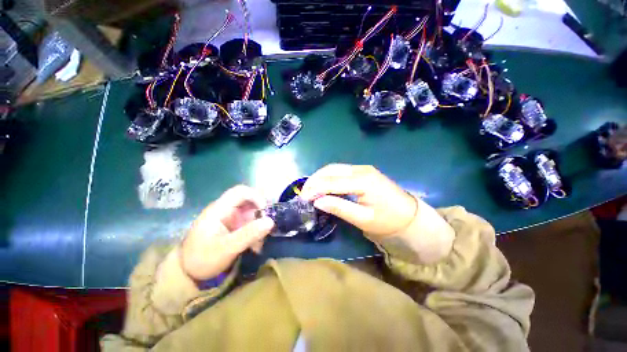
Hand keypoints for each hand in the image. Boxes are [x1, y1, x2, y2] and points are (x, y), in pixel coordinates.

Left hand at [180, 185, 274, 280]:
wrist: (189, 274)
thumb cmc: (203, 259)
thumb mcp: (226, 248)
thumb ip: (249, 234)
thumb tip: (271, 221)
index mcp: (219, 209)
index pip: (241, 192)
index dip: (256, 197)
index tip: (265, 212)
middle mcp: (226, 210)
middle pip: (249, 201)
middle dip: (260, 214)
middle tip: (267, 228)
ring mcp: (230, 218)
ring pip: (252, 213)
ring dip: (259, 225)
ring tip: (260, 243)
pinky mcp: (234, 226)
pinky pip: (250, 223)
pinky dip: (256, 232)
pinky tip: (255, 247)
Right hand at [300, 164, 416, 240]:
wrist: (410, 215)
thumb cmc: (388, 220)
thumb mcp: (363, 219)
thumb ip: (339, 208)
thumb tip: (317, 202)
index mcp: (363, 181)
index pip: (331, 182)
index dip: (315, 189)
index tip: (303, 198)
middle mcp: (361, 170)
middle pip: (331, 170)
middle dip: (315, 180)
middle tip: (304, 193)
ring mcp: (363, 168)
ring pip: (335, 168)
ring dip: (320, 177)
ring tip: (311, 189)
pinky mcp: (364, 171)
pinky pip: (341, 170)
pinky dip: (329, 177)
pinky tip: (324, 185)